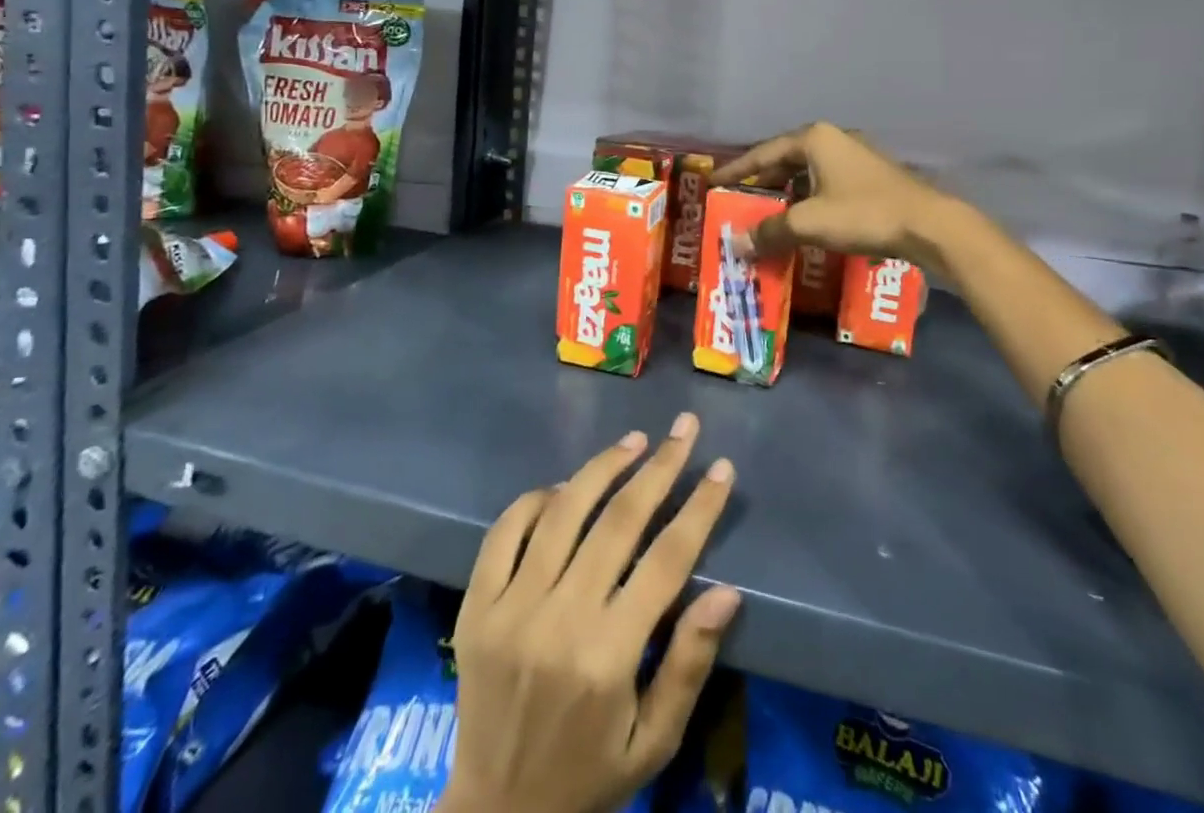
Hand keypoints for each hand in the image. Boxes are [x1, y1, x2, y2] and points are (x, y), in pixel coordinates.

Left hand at [443, 414, 740, 812]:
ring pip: (564, 511)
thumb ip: (689, 664)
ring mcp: (512, 608)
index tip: (722, 468)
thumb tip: (726, 591)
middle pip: (619, 521)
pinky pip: (506, 530)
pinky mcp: (477, 605)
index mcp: (609, 656)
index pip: (666, 560)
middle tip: (684, 428)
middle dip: (659, 467)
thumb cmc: (589, 776)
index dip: (699, 508)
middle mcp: (560, 620)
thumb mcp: (654, 742)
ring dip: (603, 467)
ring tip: (635, 440)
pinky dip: (538, 498)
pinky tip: (565, 485)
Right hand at [712, 122, 953, 267]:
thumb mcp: (809, 223)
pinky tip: (803, 218)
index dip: (736, 169)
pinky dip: (808, 197)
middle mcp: (833, 139)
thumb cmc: (863, 214)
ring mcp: (855, 155)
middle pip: (785, 159)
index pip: (763, 152)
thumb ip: (770, 230)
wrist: (928, 224)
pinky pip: (826, 182)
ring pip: (807, 171)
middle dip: (761, 181)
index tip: (713, 183)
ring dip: (785, 191)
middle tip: (738, 200)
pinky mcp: (870, 175)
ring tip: (766, 212)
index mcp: (814, 139)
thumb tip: (736, 244)